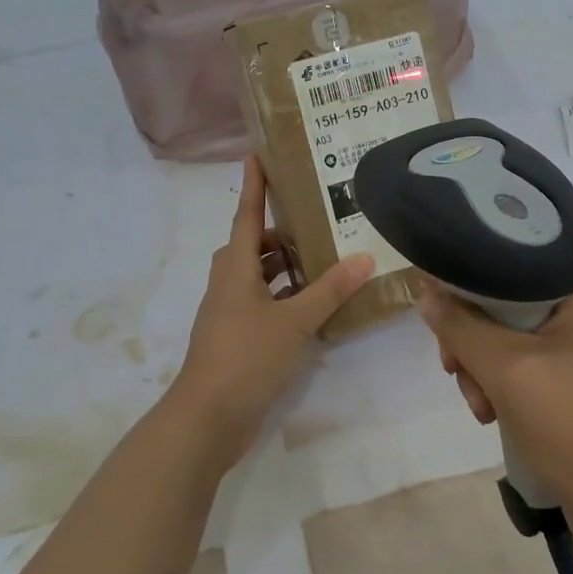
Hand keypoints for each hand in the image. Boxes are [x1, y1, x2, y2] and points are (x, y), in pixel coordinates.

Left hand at [164, 157, 373, 468]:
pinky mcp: (236, 339)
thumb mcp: (294, 321)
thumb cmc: (246, 357)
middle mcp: (228, 284)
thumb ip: (329, 290)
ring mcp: (229, 313)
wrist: (207, 418)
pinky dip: (284, 298)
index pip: (245, 215)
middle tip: (317, 223)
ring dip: (284, 268)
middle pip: (252, 246)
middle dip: (279, 233)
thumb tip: (364, 257)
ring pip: (257, 277)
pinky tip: (313, 307)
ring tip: (323, 262)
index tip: (257, 155)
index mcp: (235, 269)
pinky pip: (262, 304)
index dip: (253, 186)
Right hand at [417, 275, 572, 553]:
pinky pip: (529, 367)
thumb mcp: (507, 369)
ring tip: (481, 409)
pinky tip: (494, 416)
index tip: (441, 325)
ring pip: (512, 340)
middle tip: (455, 373)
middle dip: (474, 343)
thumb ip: (460, 327)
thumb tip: (425, 292)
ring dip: (484, 371)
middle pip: (506, 306)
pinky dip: (505, 387)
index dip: (466, 290)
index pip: (509, 267)